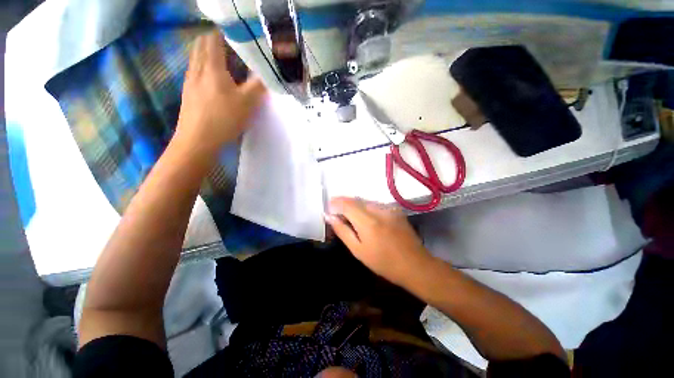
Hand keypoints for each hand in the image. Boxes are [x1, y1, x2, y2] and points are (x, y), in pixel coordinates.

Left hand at [175, 30, 265, 152]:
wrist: (198, 140)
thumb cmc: (224, 119)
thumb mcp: (247, 103)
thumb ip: (258, 85)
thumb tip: (267, 73)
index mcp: (211, 67)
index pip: (213, 38)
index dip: (224, 33)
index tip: (238, 36)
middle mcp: (197, 68)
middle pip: (201, 45)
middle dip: (215, 41)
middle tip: (233, 49)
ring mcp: (190, 80)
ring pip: (197, 58)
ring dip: (209, 55)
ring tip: (226, 64)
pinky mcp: (188, 93)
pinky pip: (195, 71)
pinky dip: (205, 68)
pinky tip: (215, 82)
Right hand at [326, 197, 433, 285]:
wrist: (415, 265)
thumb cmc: (383, 262)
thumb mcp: (358, 250)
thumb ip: (343, 231)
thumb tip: (330, 217)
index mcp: (367, 221)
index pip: (347, 204)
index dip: (336, 202)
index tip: (329, 206)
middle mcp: (378, 209)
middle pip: (357, 200)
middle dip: (345, 203)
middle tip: (337, 211)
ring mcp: (389, 208)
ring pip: (366, 201)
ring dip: (356, 206)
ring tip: (350, 215)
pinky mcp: (396, 210)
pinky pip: (376, 205)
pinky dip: (367, 208)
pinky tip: (366, 218)